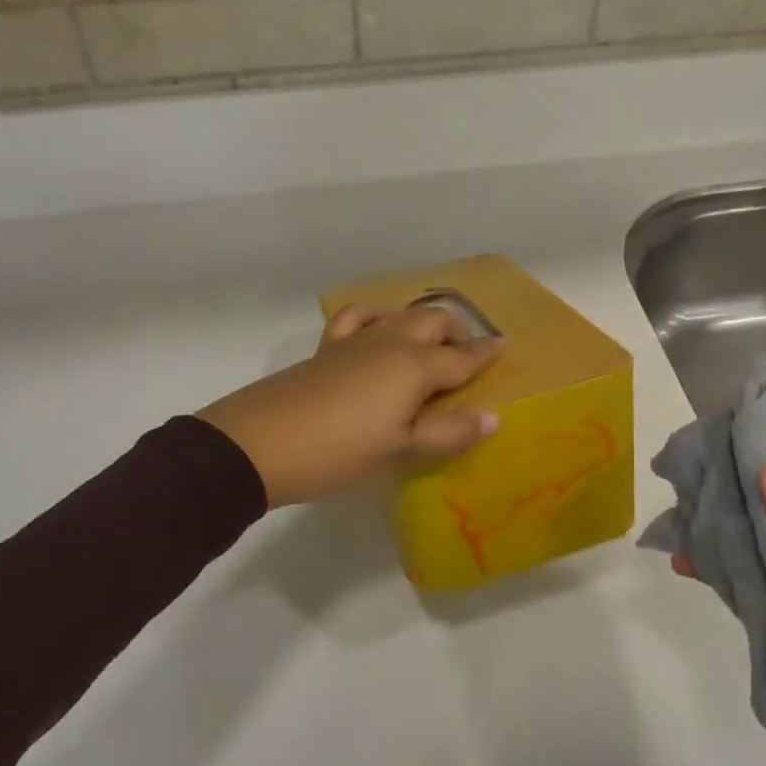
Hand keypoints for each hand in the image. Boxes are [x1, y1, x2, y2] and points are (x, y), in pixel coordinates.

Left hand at [198, 303, 503, 508]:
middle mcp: (391, 341)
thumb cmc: (340, 451)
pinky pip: (358, 316)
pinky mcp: (327, 346)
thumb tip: (493, 417)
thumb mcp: (399, 449)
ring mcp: (356, 339)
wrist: (260, 443)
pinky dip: (376, 316)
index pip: (462, 357)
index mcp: (415, 366)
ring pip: (400, 314)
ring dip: (422, 323)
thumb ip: (448, 432)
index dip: (486, 353)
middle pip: (434, 322)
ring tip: (428, 345)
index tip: (504, 345)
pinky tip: (377, 329)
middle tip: (466, 356)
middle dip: (456, 333)